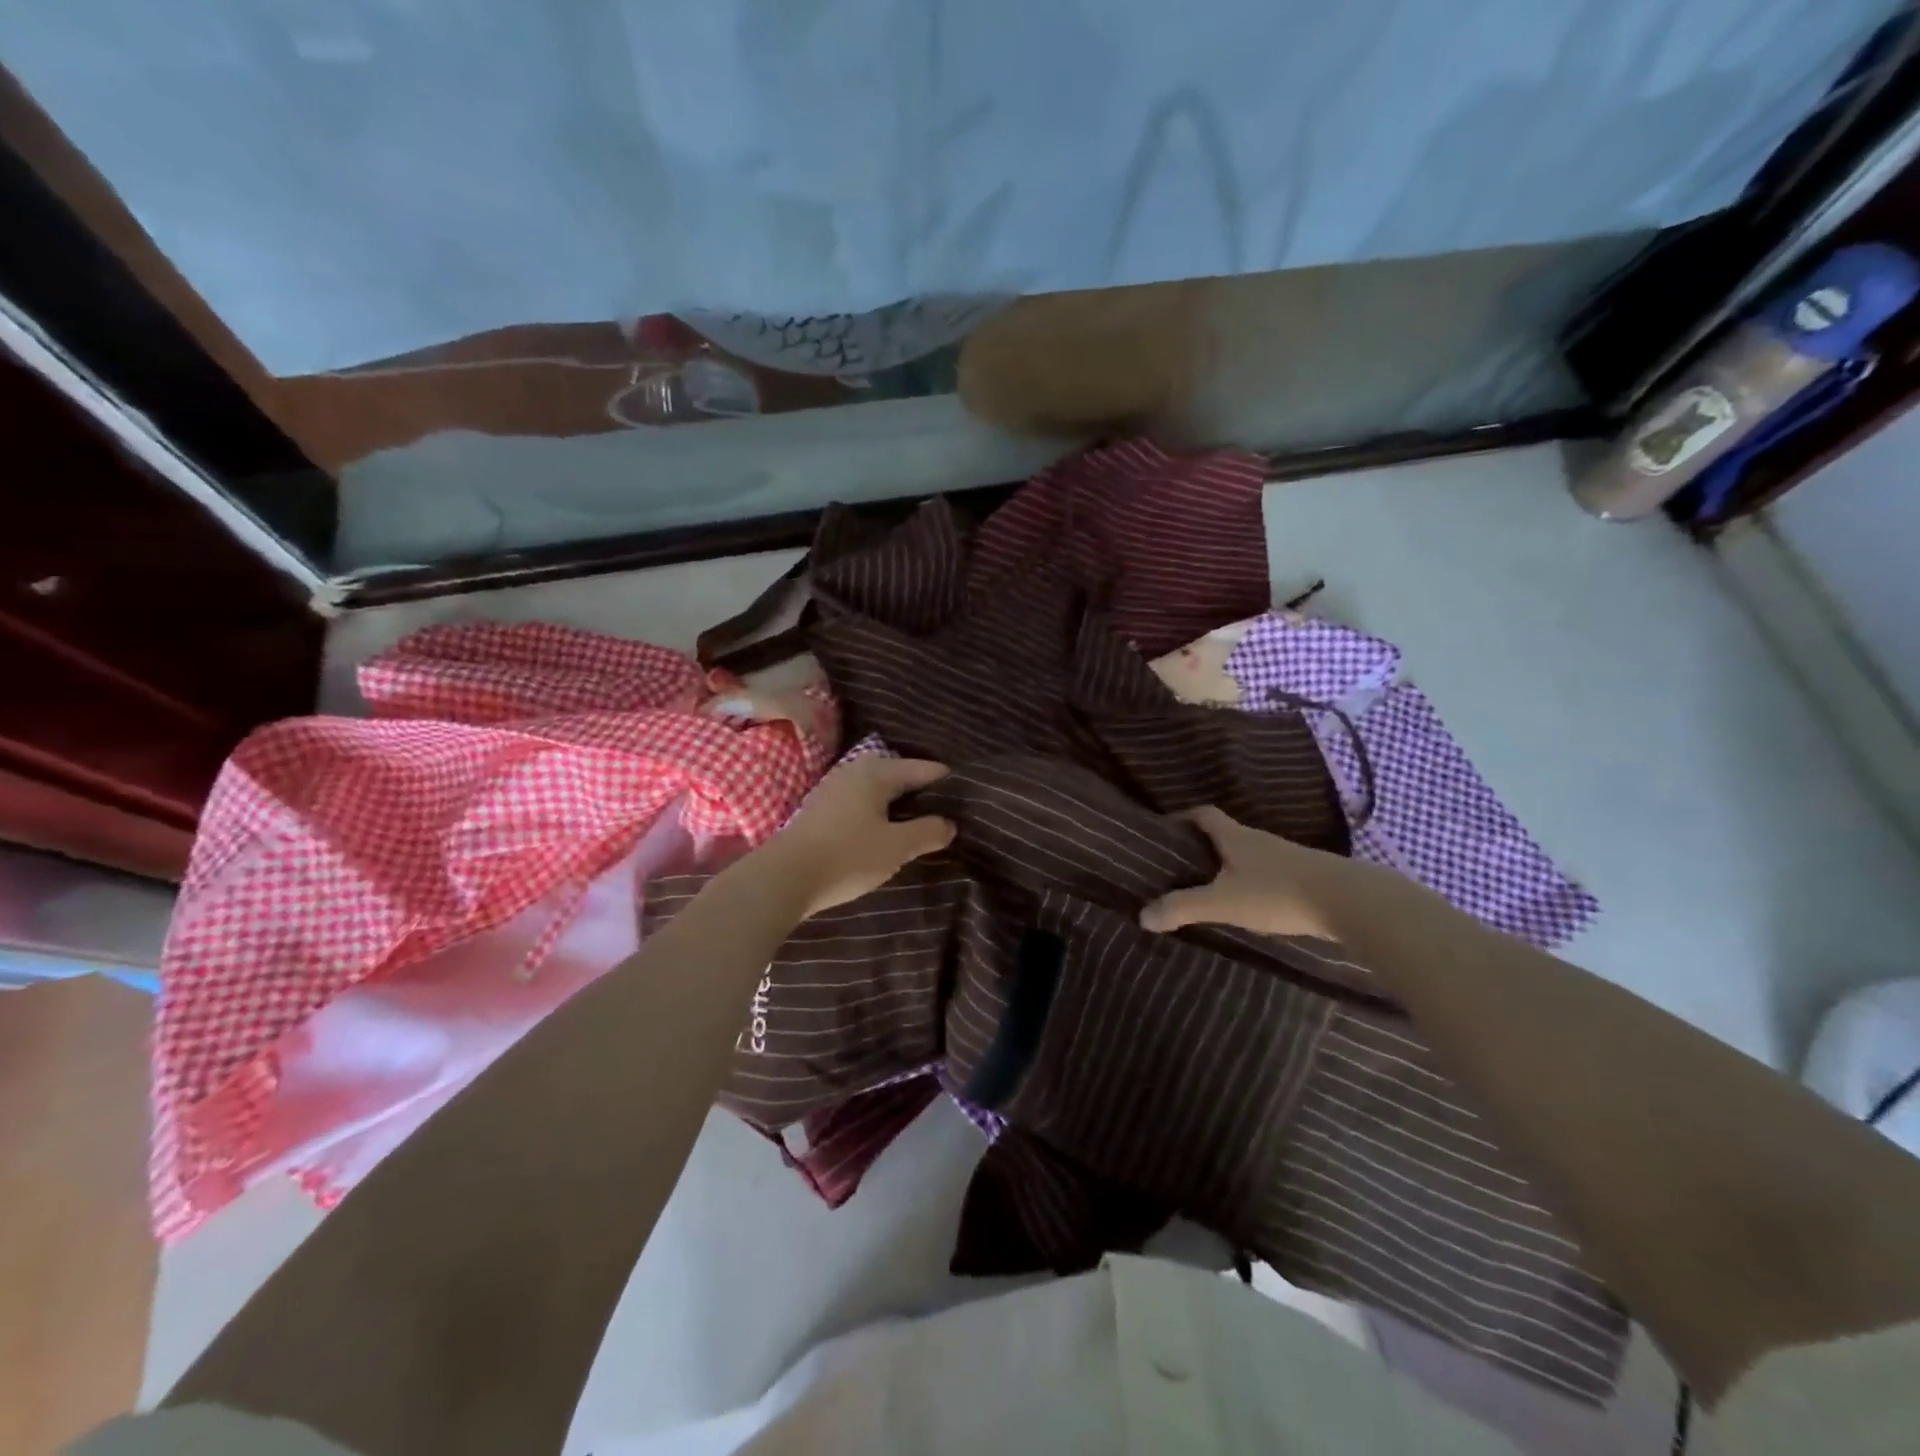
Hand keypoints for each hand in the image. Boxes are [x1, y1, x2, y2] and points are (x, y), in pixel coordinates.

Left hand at [761, 756, 955, 917]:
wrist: (782, 878)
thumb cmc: (846, 856)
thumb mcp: (896, 847)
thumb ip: (927, 831)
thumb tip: (950, 823)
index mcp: (876, 772)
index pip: (924, 769)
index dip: (948, 784)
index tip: (969, 799)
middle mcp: (854, 771)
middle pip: (899, 776)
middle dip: (923, 794)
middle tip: (948, 814)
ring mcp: (834, 789)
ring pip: (878, 791)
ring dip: (899, 806)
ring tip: (920, 826)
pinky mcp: (820, 811)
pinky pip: (861, 804)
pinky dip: (878, 814)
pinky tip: (885, 834)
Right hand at [1139, 805, 1356, 939]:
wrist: (1348, 900)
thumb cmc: (1276, 893)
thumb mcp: (1222, 902)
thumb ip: (1182, 908)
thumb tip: (1142, 916)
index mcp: (1235, 837)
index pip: (1203, 814)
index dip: (1182, 818)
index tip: (1165, 830)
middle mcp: (1259, 840)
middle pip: (1226, 834)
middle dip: (1202, 846)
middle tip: (1180, 865)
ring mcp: (1286, 857)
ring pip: (1248, 855)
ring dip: (1229, 866)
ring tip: (1210, 887)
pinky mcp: (1306, 877)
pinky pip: (1269, 873)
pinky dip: (1253, 882)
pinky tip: (1250, 905)